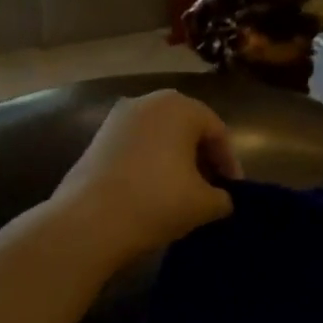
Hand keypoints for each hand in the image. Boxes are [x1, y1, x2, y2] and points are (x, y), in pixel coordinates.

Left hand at [53, 91, 241, 260]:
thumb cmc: (157, 201)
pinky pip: (136, 145)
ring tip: (182, 192)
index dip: (229, 163)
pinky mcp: (97, 138)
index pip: (217, 131)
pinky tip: (152, 191)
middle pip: (187, 127)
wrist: (89, 221)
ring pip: (159, 136)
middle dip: (202, 157)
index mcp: (180, 107)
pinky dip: (150, 162)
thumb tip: (221, 199)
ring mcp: (118, 118)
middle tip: (211, 188)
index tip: (233, 191)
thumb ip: (223, 197)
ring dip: (175, 159)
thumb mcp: (204, 204)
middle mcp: (149, 101)